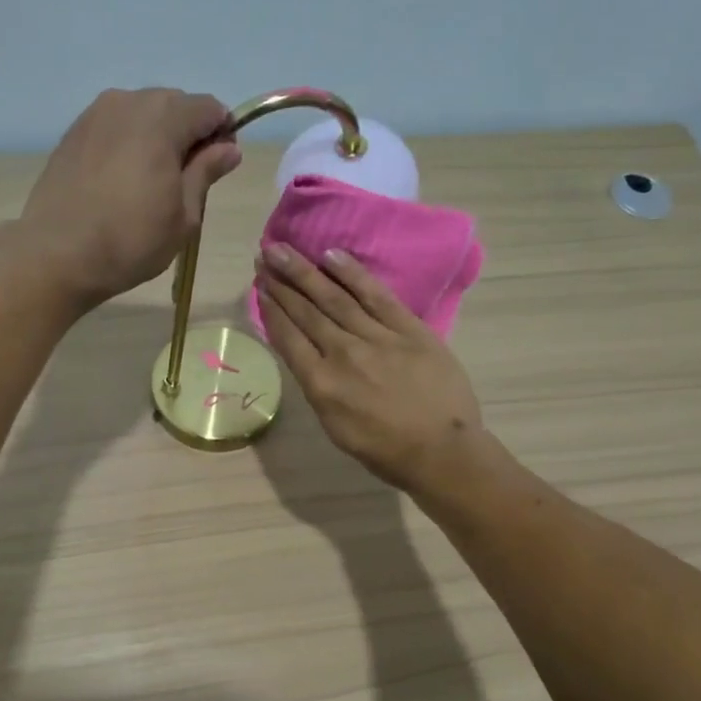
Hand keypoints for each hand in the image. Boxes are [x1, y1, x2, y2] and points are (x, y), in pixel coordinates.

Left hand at [18, 88, 240, 306]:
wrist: (57, 254)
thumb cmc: (131, 240)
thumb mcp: (183, 215)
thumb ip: (206, 172)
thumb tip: (229, 148)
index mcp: (163, 117)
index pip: (209, 108)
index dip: (221, 135)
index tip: (218, 169)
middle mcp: (128, 101)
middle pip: (174, 105)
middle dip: (187, 134)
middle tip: (184, 182)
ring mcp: (95, 114)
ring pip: (141, 114)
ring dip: (155, 138)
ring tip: (149, 184)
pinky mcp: (72, 133)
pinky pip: (113, 128)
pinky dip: (126, 145)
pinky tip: (120, 182)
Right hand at [256, 244, 484, 491]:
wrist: (441, 450)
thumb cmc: (385, 450)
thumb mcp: (335, 427)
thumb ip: (318, 389)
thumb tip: (308, 359)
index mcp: (320, 384)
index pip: (288, 337)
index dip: (271, 310)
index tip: (258, 287)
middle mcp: (342, 353)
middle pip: (306, 312)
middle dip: (282, 283)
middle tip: (264, 256)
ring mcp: (376, 337)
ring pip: (334, 298)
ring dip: (306, 272)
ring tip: (284, 250)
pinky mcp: (408, 328)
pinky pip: (375, 295)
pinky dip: (352, 274)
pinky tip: (332, 256)